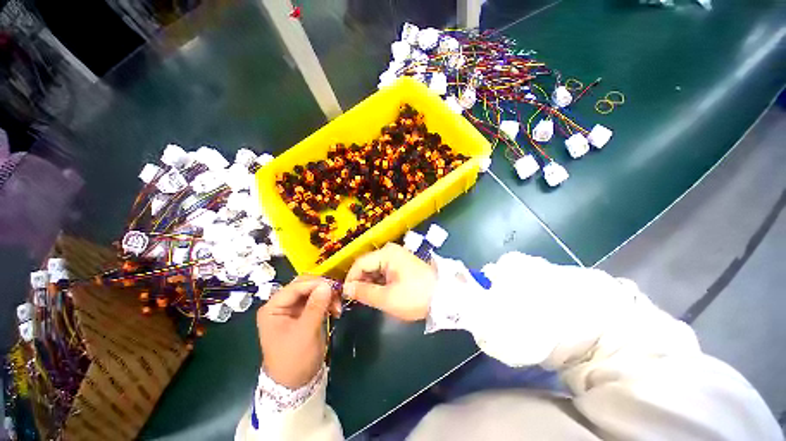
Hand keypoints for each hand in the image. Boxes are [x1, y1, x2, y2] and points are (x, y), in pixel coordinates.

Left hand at [257, 276, 340, 388]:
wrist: (296, 384)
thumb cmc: (295, 359)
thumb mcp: (305, 333)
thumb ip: (315, 307)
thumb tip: (327, 285)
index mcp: (273, 308)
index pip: (295, 287)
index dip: (315, 284)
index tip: (334, 286)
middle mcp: (282, 305)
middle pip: (304, 286)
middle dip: (322, 289)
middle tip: (338, 295)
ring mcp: (293, 309)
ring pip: (313, 291)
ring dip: (327, 296)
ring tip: (338, 307)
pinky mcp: (304, 314)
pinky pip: (318, 300)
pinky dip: (328, 302)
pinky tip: (335, 310)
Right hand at [343, 243, 436, 320]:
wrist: (444, 297)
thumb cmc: (415, 296)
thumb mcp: (387, 298)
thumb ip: (364, 292)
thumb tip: (346, 289)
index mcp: (387, 253)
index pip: (359, 263)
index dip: (350, 279)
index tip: (346, 296)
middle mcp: (391, 251)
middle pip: (367, 264)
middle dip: (360, 282)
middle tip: (358, 300)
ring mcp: (397, 256)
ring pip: (375, 268)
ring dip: (370, 283)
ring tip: (369, 299)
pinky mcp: (402, 263)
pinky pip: (384, 270)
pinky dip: (379, 282)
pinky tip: (381, 293)